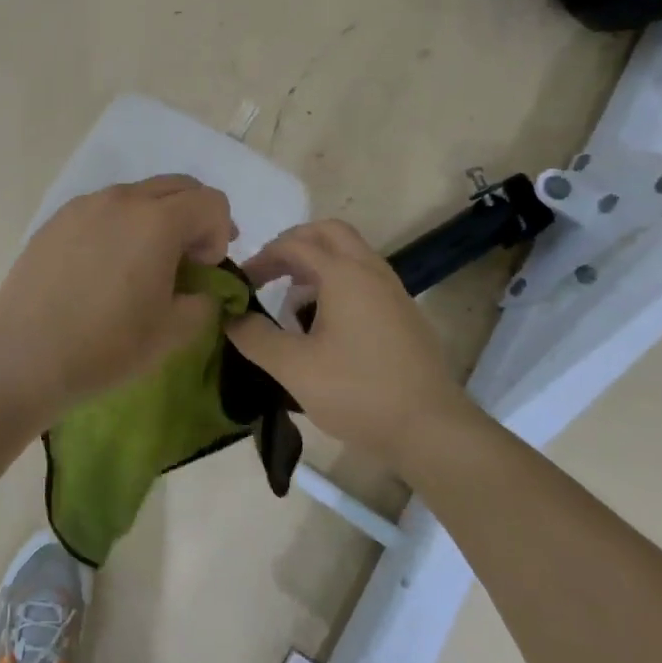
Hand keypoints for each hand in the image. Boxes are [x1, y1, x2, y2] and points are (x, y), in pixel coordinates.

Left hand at [0, 175, 236, 422]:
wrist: (23, 357)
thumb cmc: (106, 346)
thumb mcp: (173, 332)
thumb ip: (204, 301)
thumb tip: (199, 288)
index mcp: (157, 220)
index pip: (211, 202)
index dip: (219, 234)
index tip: (203, 270)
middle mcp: (121, 199)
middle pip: (177, 186)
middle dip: (194, 217)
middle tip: (189, 259)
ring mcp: (83, 205)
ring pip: (137, 194)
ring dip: (156, 218)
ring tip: (143, 263)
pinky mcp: (55, 220)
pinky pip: (102, 209)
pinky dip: (120, 225)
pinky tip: (104, 267)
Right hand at [226, 220, 479, 467]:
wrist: (431, 428)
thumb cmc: (358, 392)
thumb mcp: (294, 367)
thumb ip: (255, 337)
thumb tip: (230, 316)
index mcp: (344, 274)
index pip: (294, 245)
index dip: (262, 258)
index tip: (241, 284)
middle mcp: (371, 271)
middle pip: (329, 233)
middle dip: (294, 245)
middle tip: (269, 272)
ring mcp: (393, 291)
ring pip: (350, 255)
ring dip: (317, 265)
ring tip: (293, 303)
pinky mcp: (403, 314)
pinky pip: (364, 279)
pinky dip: (338, 283)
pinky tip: (325, 326)